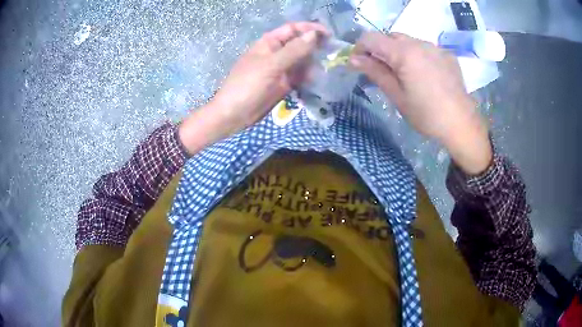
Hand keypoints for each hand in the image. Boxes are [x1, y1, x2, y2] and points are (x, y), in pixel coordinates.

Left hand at [179, 22, 327, 154]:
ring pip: (302, 61)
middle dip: (316, 47)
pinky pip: (300, 76)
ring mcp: (281, 69)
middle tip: (334, 53)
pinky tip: (318, 80)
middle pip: (300, 44)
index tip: (329, 35)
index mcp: (270, 43)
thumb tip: (315, 35)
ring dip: (314, 63)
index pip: (293, 29)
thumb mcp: (271, 65)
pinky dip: (309, 77)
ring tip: (328, 68)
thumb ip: (294, 50)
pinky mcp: (284, 84)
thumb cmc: (247, 85)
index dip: (310, 29)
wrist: (233, 115)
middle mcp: (277, 53)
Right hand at [350, 32, 491, 174]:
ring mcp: (435, 47)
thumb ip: (375, 72)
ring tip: (406, 75)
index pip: (371, 38)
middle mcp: (419, 43)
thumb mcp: (397, 96)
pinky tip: (424, 75)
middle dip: (381, 50)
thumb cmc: (426, 115)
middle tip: (383, 71)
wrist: (462, 124)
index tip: (359, 64)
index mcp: (404, 52)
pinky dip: (417, 56)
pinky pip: (425, 48)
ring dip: (400, 52)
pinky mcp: (447, 54)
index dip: (360, 48)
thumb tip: (354, 59)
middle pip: (390, 37)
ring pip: (409, 41)